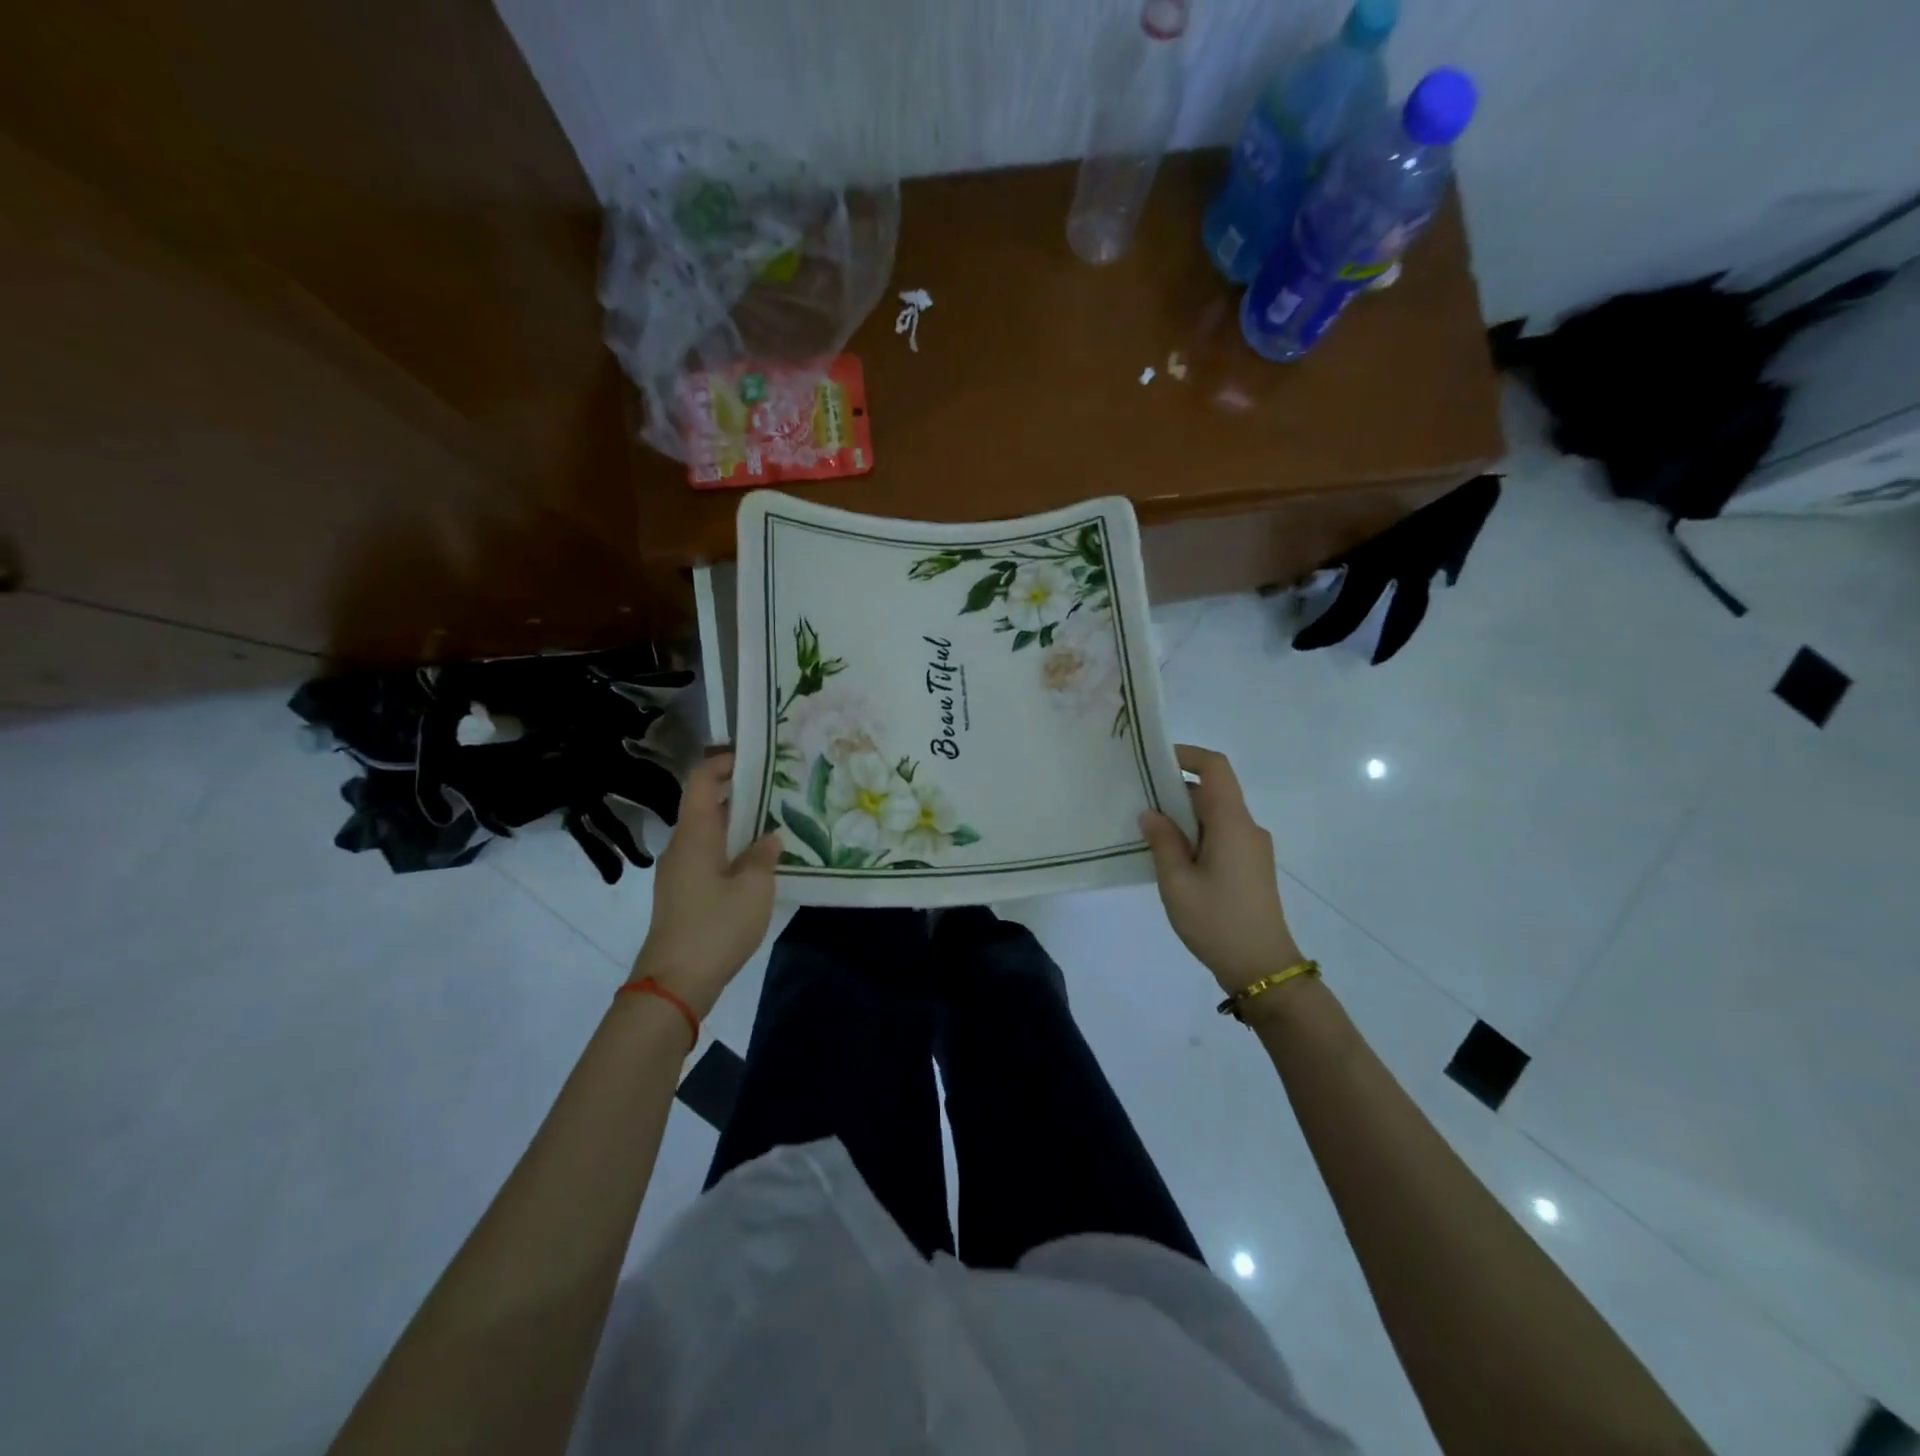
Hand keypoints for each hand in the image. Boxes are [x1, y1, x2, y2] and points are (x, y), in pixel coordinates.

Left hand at [632, 753, 781, 1017]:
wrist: (674, 983)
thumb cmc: (715, 927)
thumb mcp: (753, 888)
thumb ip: (763, 856)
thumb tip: (768, 838)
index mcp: (695, 834)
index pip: (702, 780)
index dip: (725, 762)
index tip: (757, 757)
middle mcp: (682, 845)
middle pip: (706, 804)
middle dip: (740, 792)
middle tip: (778, 789)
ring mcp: (679, 870)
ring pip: (709, 832)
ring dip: (738, 823)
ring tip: (775, 822)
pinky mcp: (683, 893)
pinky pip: (708, 855)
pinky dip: (732, 847)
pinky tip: (758, 862)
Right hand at [1140, 745, 1302, 995]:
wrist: (1262, 968)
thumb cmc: (1217, 921)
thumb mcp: (1177, 882)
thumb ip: (1163, 842)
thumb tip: (1151, 813)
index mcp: (1232, 824)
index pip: (1216, 768)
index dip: (1187, 755)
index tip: (1155, 761)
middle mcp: (1247, 828)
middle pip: (1213, 791)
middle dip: (1175, 790)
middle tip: (1138, 800)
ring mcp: (1252, 848)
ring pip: (1215, 816)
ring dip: (1183, 816)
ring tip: (1147, 832)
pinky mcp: (1251, 867)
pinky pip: (1221, 836)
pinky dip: (1195, 835)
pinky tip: (1171, 858)